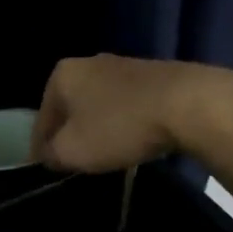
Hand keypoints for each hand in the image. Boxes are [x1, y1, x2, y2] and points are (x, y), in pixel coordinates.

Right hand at [30, 54, 232, 172]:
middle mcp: (88, 63)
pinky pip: (129, 104)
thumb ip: (51, 155)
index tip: (48, 168)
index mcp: (61, 75)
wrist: (191, 104)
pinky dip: (126, 122)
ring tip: (107, 153)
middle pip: (70, 107)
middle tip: (77, 160)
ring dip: (100, 127)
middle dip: (71, 132)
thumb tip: (49, 154)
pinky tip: (135, 140)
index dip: (41, 147)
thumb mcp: (73, 151)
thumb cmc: (119, 126)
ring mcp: (124, 66)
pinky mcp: (156, 75)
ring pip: (100, 104)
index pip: (41, 118)